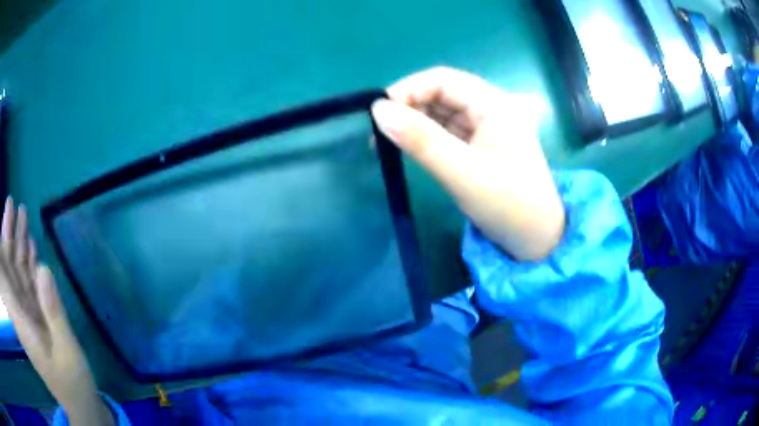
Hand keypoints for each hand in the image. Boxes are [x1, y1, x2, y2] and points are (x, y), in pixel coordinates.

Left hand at [0, 198, 112, 425]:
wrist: (81, 405)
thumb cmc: (74, 384)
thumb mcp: (67, 353)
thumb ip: (53, 312)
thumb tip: (42, 267)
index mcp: (22, 322)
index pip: (5, 279)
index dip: (1, 248)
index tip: (2, 219)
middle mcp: (21, 313)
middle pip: (10, 270)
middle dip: (8, 236)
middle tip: (12, 204)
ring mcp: (29, 315)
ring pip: (18, 273)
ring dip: (18, 245)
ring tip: (22, 215)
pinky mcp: (38, 317)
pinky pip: (29, 284)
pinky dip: (29, 264)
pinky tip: (31, 248)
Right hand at [371, 67, 564, 260]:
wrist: (537, 240)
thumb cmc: (507, 206)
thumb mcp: (461, 173)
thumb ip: (420, 140)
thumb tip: (378, 110)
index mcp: (494, 104)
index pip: (443, 79)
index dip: (408, 89)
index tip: (378, 112)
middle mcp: (492, 107)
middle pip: (442, 93)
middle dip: (409, 107)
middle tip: (379, 131)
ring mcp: (488, 126)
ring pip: (443, 112)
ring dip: (415, 122)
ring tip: (388, 141)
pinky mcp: (482, 144)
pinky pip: (449, 130)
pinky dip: (428, 136)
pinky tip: (410, 147)